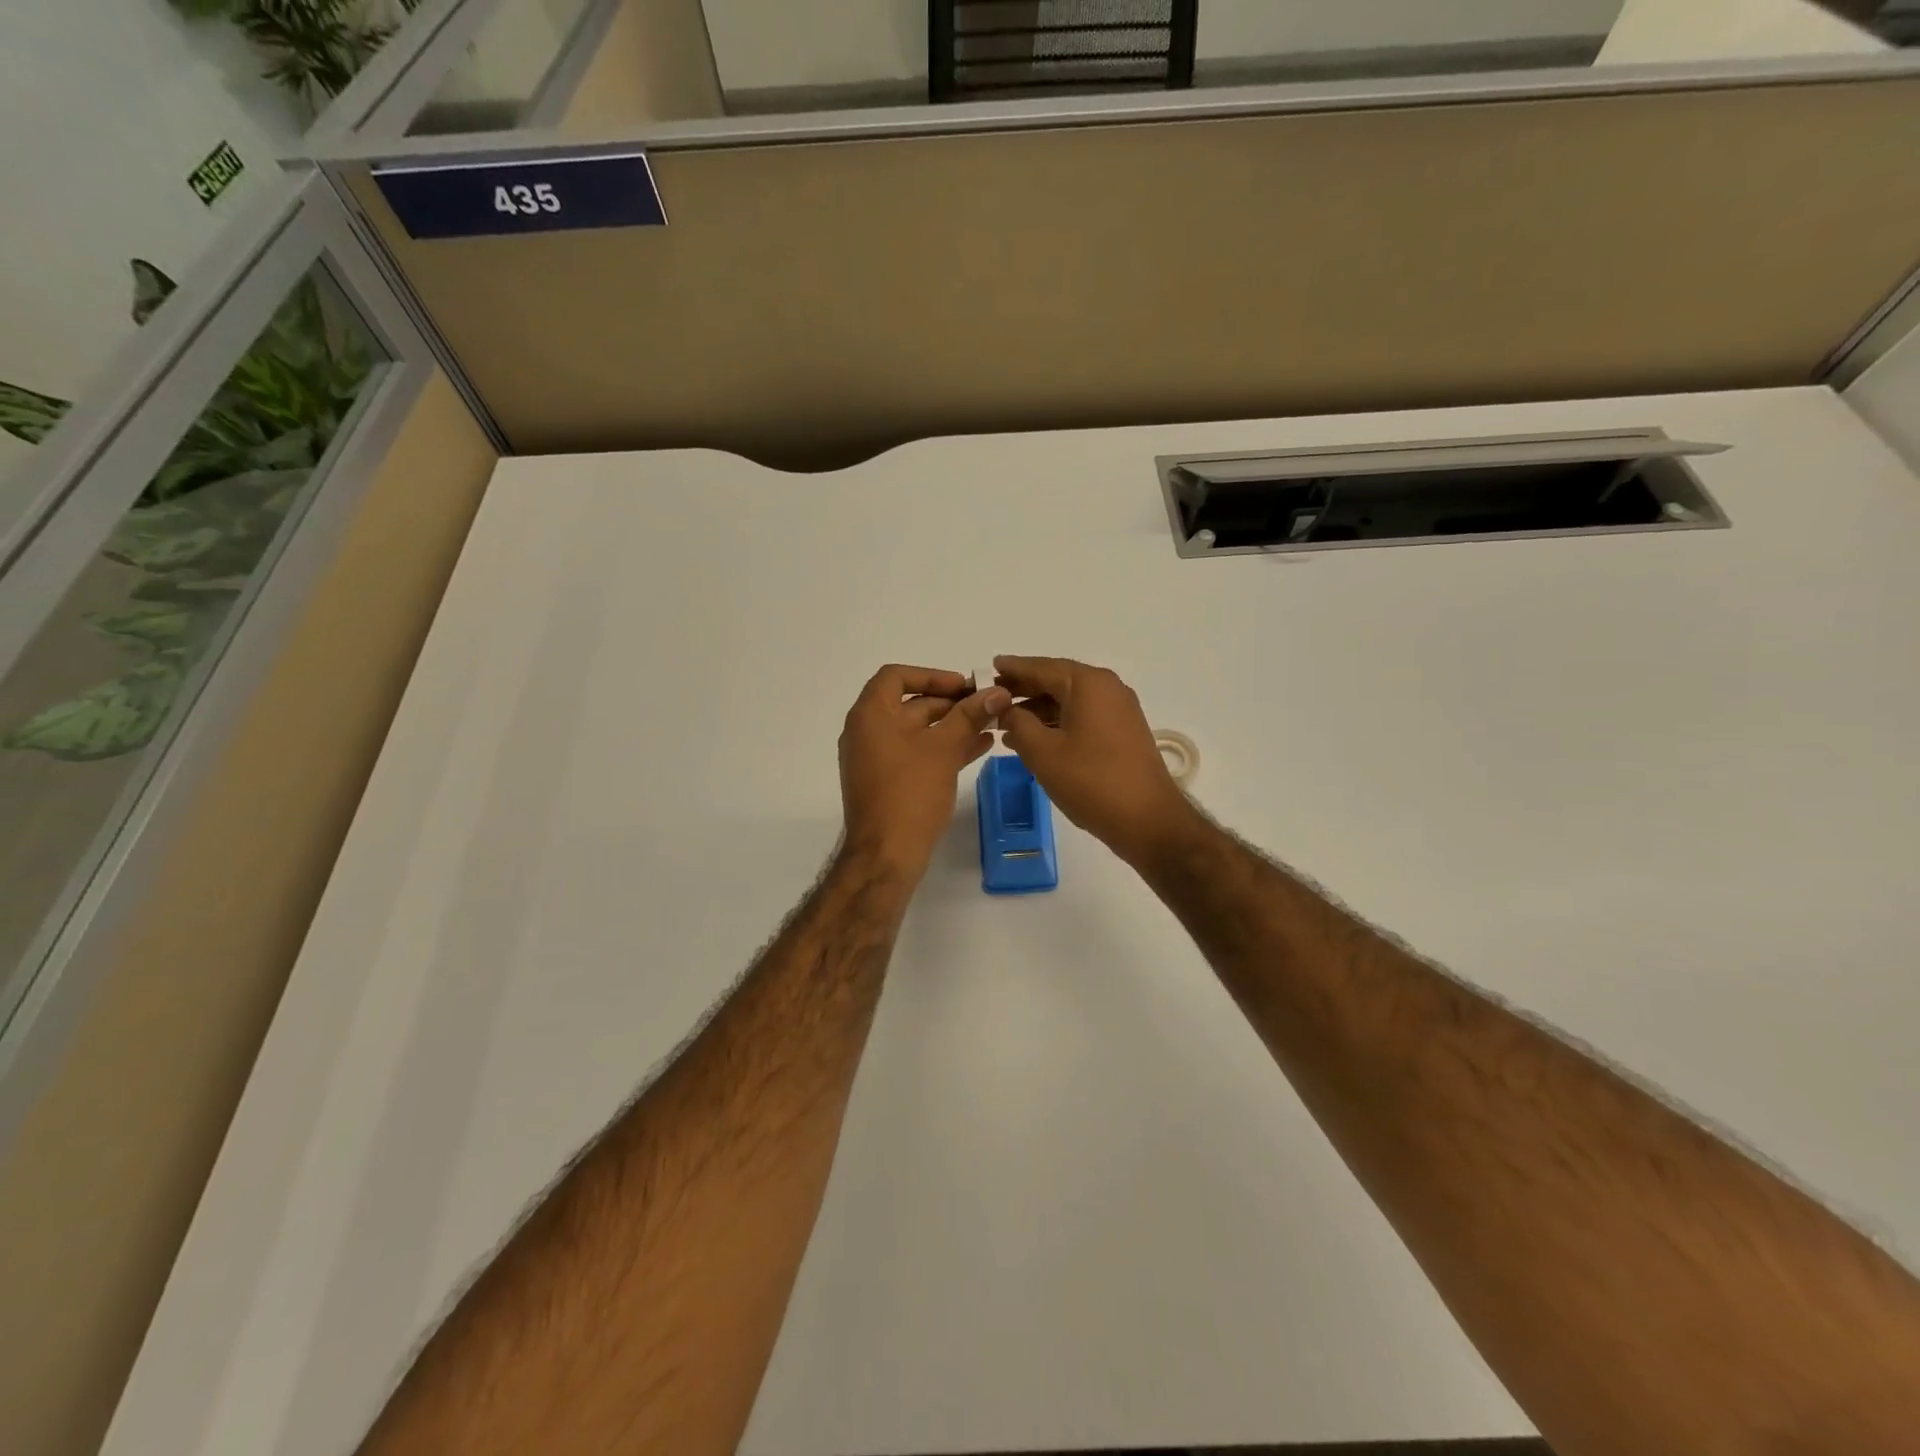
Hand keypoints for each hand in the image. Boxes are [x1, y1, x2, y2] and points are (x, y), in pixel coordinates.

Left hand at [839, 664, 1009, 880]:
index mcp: (870, 715)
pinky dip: (944, 748)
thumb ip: (970, 716)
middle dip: (951, 703)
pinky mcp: (888, 782)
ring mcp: (876, 759)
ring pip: (918, 731)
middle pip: (910, 703)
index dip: (932, 675)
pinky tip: (979, 748)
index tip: (964, 686)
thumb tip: (998, 692)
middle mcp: (867, 732)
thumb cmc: (910, 793)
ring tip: (992, 725)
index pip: (896, 676)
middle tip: (988, 705)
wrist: (886, 855)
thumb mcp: (944, 749)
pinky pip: (917, 754)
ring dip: (953, 726)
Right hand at [994, 655, 1198, 863]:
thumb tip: (1005, 708)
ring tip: (1005, 723)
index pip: (1041, 667)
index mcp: (1088, 684)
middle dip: (1023, 689)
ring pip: (1069, 700)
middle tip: (991, 696)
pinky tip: (1034, 739)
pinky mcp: (1123, 732)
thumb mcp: (1043, 752)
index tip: (987, 668)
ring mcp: (1119, 710)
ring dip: (1038, 709)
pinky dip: (1057, 722)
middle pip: (1057, 680)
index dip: (1012, 668)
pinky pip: (1083, 716)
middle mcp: (1107, 688)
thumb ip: (1018, 723)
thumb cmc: (1090, 781)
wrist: (1147, 820)